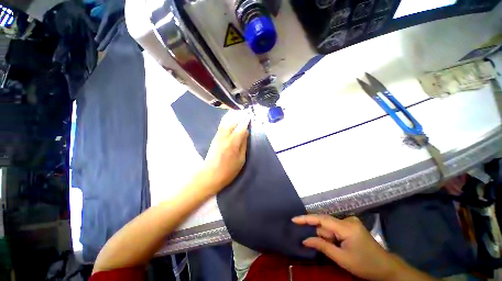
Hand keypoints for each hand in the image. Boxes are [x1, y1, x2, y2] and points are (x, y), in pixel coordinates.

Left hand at [198, 110, 249, 193]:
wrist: (211, 175)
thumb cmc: (229, 170)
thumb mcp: (241, 159)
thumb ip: (244, 144)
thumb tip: (246, 132)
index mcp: (233, 142)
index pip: (241, 128)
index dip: (246, 121)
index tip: (249, 116)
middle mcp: (225, 136)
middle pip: (232, 122)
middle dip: (239, 116)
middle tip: (244, 112)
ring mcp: (218, 136)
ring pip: (225, 122)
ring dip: (232, 116)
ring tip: (237, 112)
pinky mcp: (214, 138)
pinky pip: (221, 126)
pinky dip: (226, 120)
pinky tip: (229, 119)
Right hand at [292, 215, 408, 280]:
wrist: (386, 268)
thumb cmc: (365, 265)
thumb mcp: (342, 258)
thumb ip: (322, 246)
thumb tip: (305, 240)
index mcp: (346, 227)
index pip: (321, 219)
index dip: (306, 218)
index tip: (294, 219)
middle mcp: (348, 220)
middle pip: (326, 223)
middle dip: (323, 235)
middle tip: (333, 249)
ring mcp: (350, 221)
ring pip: (330, 226)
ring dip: (329, 237)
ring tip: (339, 249)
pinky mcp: (351, 224)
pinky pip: (335, 227)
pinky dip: (333, 236)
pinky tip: (341, 245)